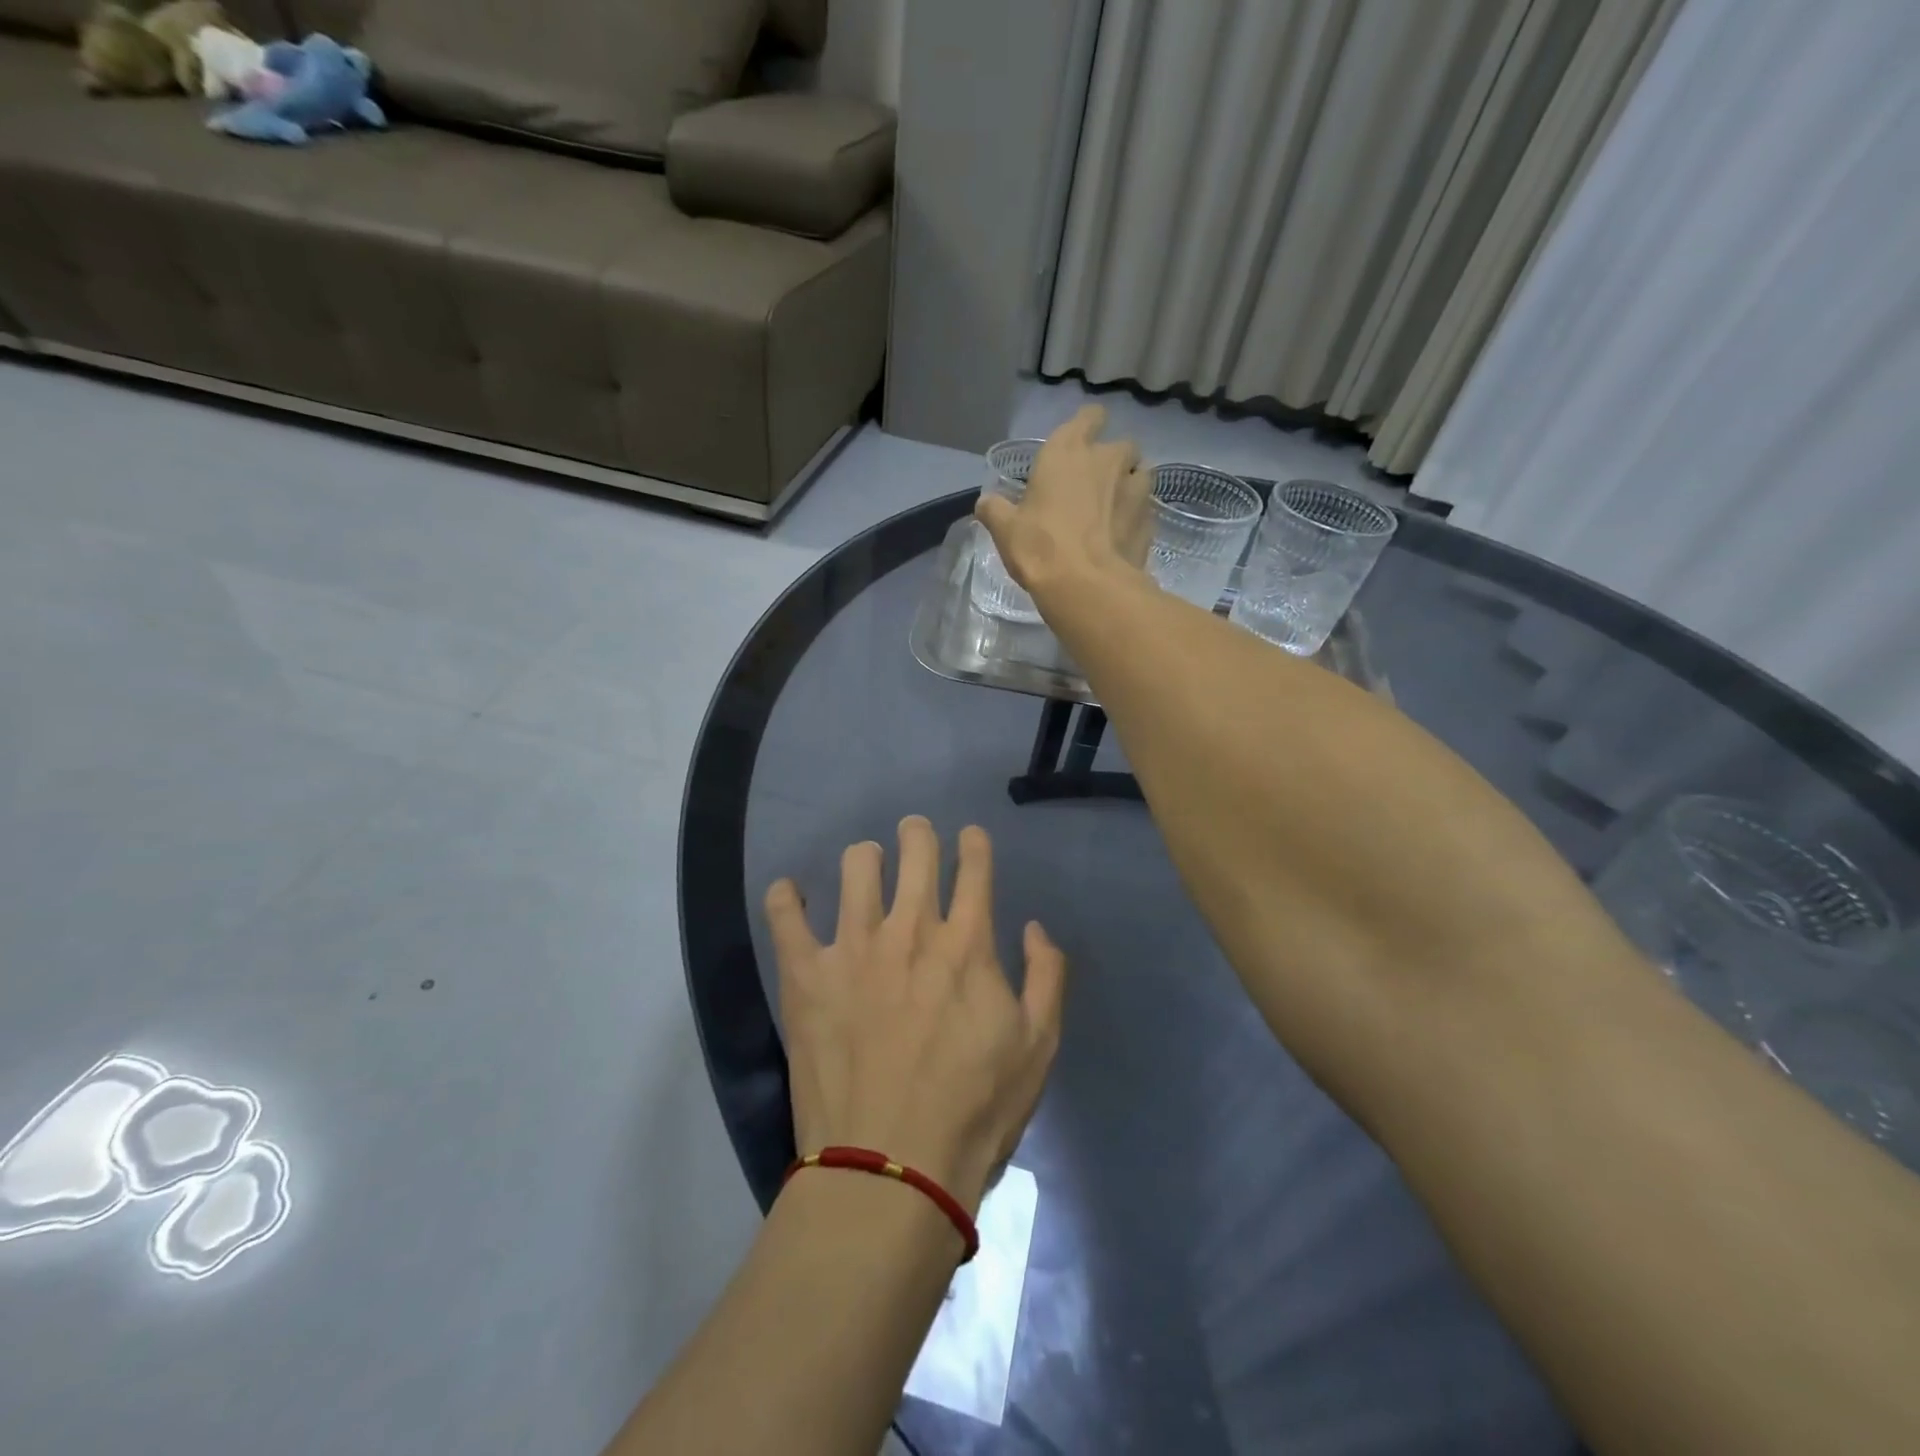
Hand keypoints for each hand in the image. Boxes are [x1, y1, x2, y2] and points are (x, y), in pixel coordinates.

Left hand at [763, 818, 1066, 1216]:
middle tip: (915, 838)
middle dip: (918, 833)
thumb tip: (1034, 928)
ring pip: (856, 865)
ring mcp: (853, 947)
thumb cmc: (973, 1111)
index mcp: (967, 943)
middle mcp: (910, 929)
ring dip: (866, 858)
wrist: (891, 1170)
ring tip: (865, 868)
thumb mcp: (1038, 1047)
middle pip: (915, 849)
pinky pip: (785, 914)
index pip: (973, 866)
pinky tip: (792, 896)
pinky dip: (787, 897)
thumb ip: (1047, 977)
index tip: (970, 839)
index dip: (974, 844)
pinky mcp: (806, 975)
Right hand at [975, 404, 1153, 598]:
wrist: (1087, 586)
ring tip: (1114, 508)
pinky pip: (1145, 508)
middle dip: (1112, 460)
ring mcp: (1135, 488)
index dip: (1087, 426)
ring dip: (1130, 484)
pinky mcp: (1150, 519)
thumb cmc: (1040, 546)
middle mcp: (1107, 459)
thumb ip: (995, 510)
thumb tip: (985, 502)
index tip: (1080, 442)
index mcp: (1068, 450)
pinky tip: (1122, 535)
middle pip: (1120, 445)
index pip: (1089, 417)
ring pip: (1140, 473)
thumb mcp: (1005, 529)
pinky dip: (1136, 516)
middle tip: (1094, 485)